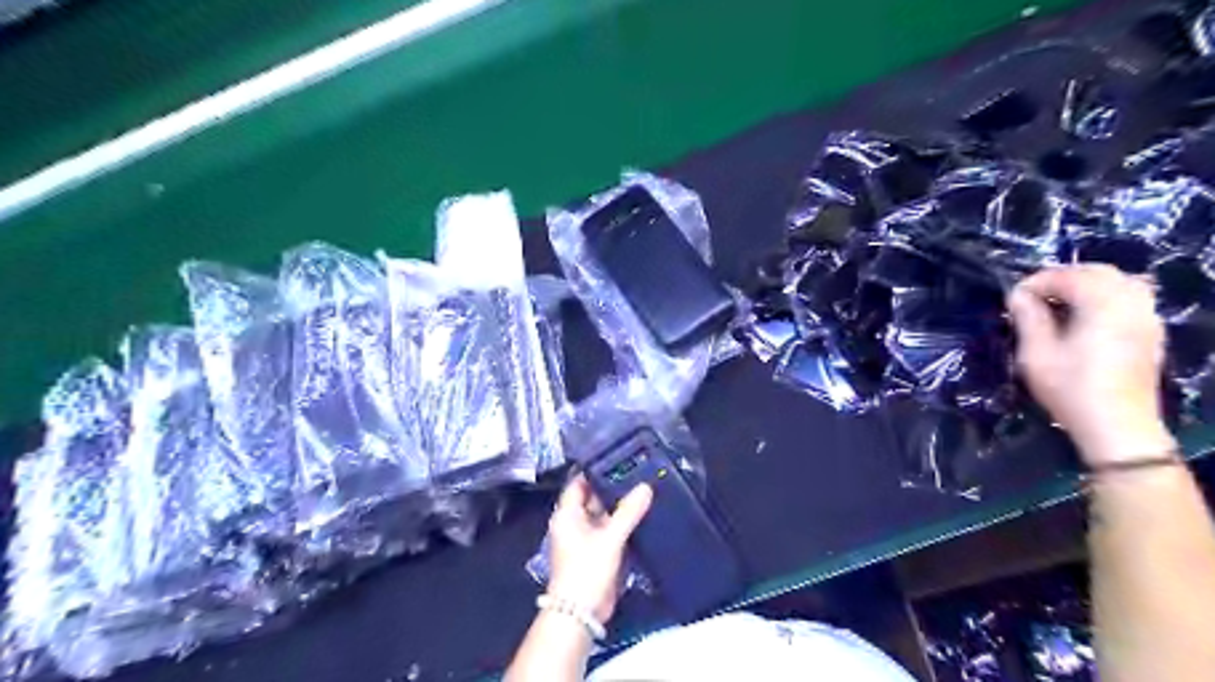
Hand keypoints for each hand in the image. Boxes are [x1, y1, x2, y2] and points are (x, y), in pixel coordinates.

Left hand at [545, 475, 648, 622]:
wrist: (581, 613)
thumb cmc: (586, 570)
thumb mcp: (609, 538)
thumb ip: (628, 512)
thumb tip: (646, 487)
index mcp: (567, 514)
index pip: (579, 483)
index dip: (595, 470)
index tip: (617, 457)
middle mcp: (575, 522)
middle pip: (594, 498)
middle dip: (614, 488)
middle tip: (638, 471)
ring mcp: (587, 538)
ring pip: (605, 515)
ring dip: (621, 506)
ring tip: (644, 488)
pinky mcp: (599, 552)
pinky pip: (612, 531)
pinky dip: (625, 524)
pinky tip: (643, 514)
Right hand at [1006, 265, 1177, 466]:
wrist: (1117, 425)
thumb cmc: (1070, 388)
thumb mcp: (1036, 353)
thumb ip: (1028, 318)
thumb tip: (1017, 295)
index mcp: (1103, 304)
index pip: (1067, 276)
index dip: (1035, 282)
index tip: (1012, 299)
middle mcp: (1131, 302)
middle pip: (1097, 272)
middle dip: (1061, 278)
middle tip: (1032, 298)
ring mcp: (1147, 317)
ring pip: (1117, 282)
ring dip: (1084, 286)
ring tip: (1056, 305)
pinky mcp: (1150, 333)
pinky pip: (1130, 298)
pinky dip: (1103, 297)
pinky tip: (1083, 318)